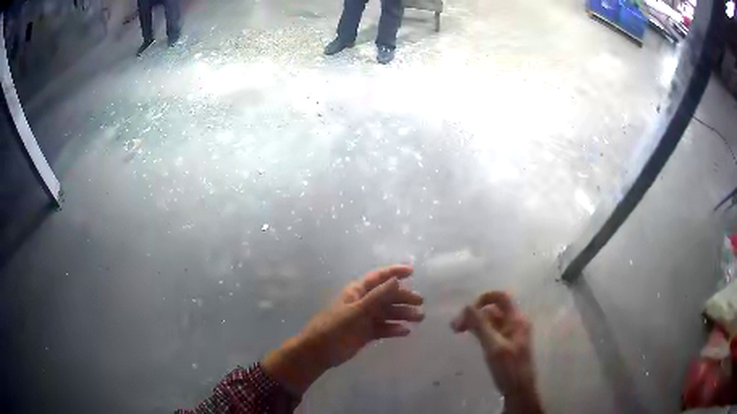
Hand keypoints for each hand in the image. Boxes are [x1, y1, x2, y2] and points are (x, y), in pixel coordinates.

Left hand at [263, 265, 423, 394]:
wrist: (320, 351)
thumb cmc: (336, 327)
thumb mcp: (357, 311)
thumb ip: (378, 296)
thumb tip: (396, 280)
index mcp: (358, 291)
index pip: (379, 277)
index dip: (395, 272)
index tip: (412, 271)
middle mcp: (363, 302)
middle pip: (387, 296)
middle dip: (404, 297)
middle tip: (420, 302)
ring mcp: (365, 318)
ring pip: (388, 312)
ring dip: (403, 314)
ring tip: (419, 318)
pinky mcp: (366, 332)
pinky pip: (384, 327)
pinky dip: (394, 329)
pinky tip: (405, 332)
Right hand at [451, 291, 542, 413]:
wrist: (519, 391)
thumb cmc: (509, 369)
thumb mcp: (493, 347)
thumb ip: (481, 326)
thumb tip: (466, 306)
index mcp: (517, 320)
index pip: (501, 298)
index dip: (483, 299)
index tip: (466, 311)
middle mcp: (515, 323)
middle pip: (494, 309)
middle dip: (474, 313)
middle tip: (455, 326)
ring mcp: (511, 334)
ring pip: (491, 321)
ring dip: (475, 322)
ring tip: (457, 331)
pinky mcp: (506, 344)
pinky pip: (492, 331)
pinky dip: (480, 331)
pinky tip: (471, 338)